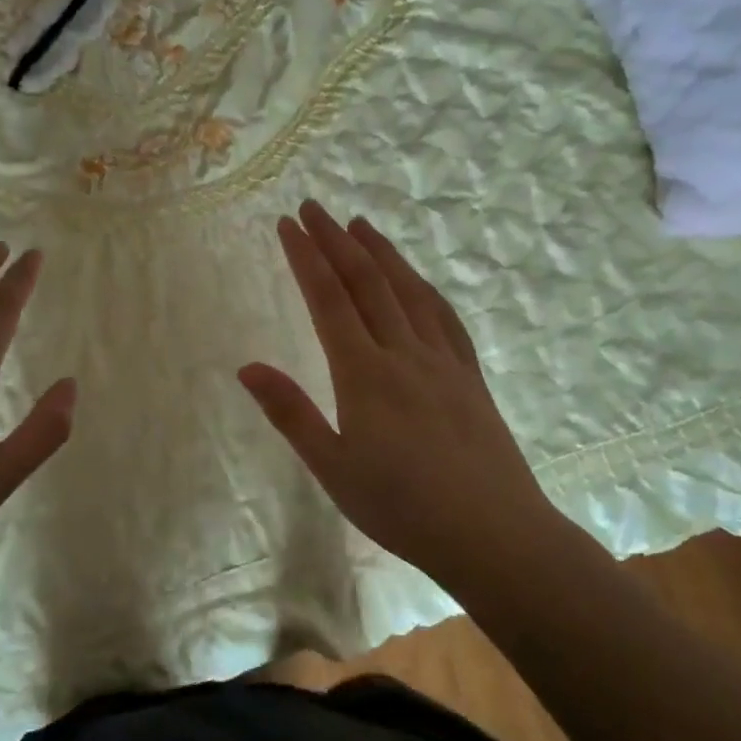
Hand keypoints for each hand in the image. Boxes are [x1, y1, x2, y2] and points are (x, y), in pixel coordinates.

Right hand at [238, 202, 555, 592]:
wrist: (494, 533)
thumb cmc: (402, 507)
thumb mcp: (333, 468)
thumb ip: (290, 413)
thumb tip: (246, 367)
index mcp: (365, 374)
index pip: (328, 299)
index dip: (306, 257)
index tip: (287, 224)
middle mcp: (404, 353)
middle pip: (367, 282)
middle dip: (337, 240)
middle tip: (315, 207)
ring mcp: (443, 361)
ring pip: (408, 291)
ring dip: (382, 253)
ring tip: (361, 225)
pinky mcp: (469, 376)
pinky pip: (444, 317)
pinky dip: (425, 288)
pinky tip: (417, 280)